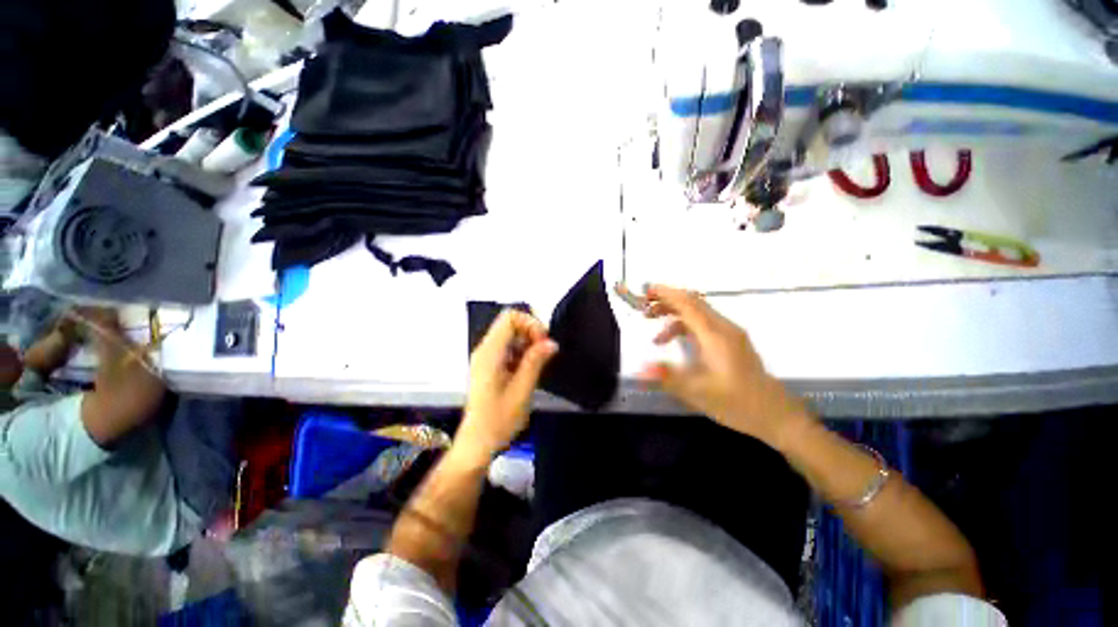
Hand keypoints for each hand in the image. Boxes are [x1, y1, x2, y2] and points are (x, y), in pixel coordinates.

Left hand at [459, 309, 557, 457]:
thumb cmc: (498, 420)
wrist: (478, 443)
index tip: (543, 341)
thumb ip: (535, 362)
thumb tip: (551, 342)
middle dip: (531, 333)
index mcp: (490, 353)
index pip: (510, 317)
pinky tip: (528, 370)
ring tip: (538, 364)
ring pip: (511, 335)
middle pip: (510, 323)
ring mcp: (486, 357)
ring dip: (528, 344)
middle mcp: (485, 350)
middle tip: (544, 353)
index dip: (530, 323)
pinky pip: (508, 348)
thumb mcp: (522, 391)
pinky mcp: (489, 366)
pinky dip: (522, 353)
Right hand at [639, 284, 809, 446]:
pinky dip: (685, 328)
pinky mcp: (731, 342)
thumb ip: (668, 377)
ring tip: (655, 336)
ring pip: (698, 313)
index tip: (645, 291)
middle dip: (667, 302)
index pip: (688, 304)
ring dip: (675, 316)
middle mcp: (723, 328)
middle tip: (644, 309)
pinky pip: (704, 325)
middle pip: (692, 303)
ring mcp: (729, 334)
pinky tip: (675, 345)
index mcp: (715, 335)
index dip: (666, 294)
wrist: (776, 414)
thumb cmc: (738, 403)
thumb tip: (640, 369)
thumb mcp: (699, 393)